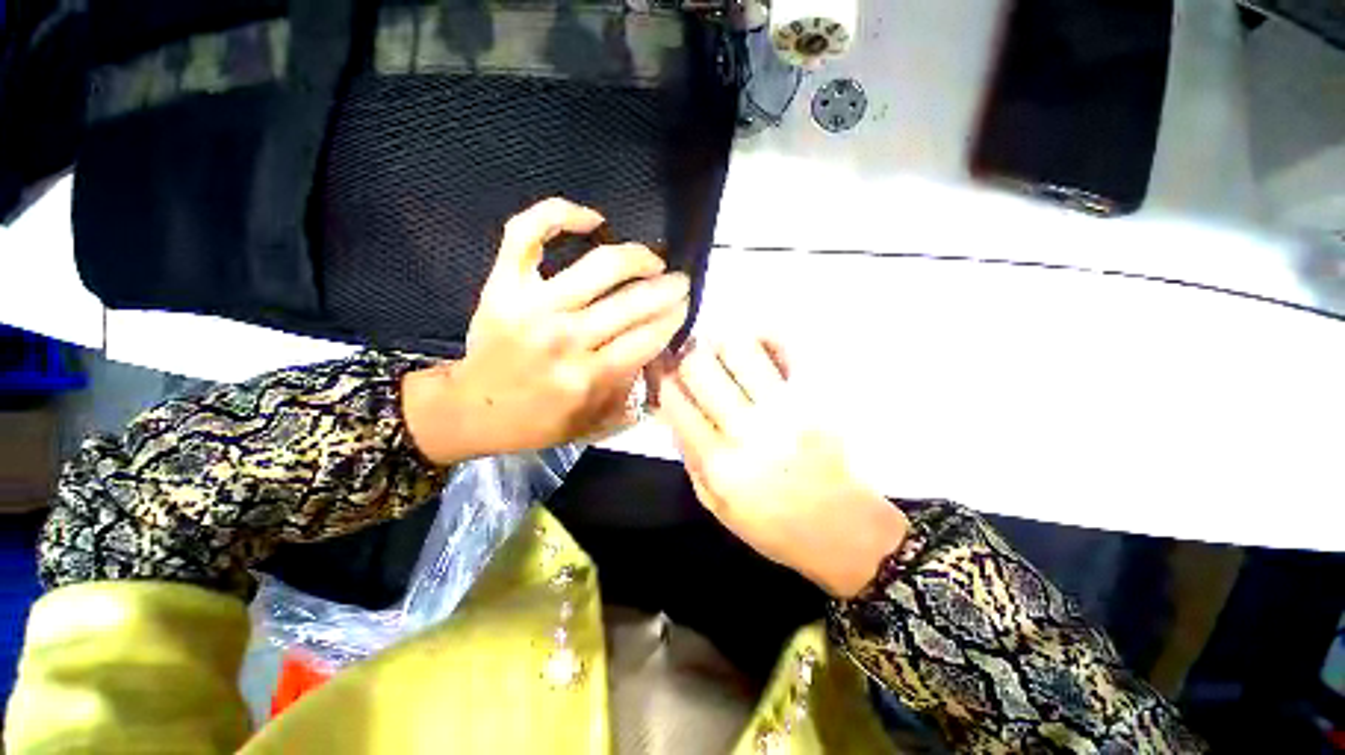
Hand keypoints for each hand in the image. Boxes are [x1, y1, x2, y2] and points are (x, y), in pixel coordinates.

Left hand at [404, 198, 688, 462]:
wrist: (473, 408)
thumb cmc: (537, 421)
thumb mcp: (593, 423)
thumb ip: (632, 395)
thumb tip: (662, 360)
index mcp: (588, 377)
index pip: (648, 337)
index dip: (674, 318)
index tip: (685, 308)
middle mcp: (565, 338)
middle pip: (633, 301)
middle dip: (668, 288)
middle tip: (680, 283)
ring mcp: (532, 305)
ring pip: (600, 265)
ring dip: (638, 257)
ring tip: (652, 260)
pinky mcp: (504, 284)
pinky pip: (529, 233)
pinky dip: (561, 214)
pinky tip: (593, 220)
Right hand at [653, 336, 908, 597]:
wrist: (843, 530)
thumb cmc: (775, 526)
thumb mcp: (716, 507)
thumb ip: (689, 457)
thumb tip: (673, 410)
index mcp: (719, 462)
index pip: (675, 400)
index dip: (663, 380)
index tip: (665, 375)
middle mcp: (747, 429)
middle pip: (700, 365)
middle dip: (687, 359)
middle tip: (693, 365)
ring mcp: (784, 408)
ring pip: (737, 347)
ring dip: (722, 347)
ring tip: (725, 359)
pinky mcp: (814, 395)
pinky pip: (783, 347)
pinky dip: (763, 340)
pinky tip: (757, 354)